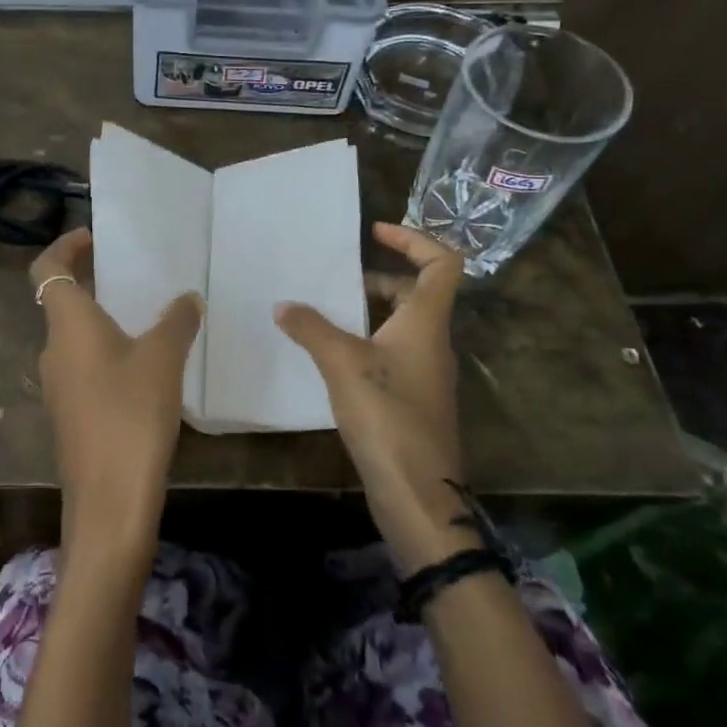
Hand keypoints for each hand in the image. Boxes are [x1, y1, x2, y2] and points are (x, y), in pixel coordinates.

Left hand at [30, 228, 203, 568]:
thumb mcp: (163, 359)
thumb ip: (176, 321)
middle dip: (93, 282)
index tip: (94, 237)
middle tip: (133, 274)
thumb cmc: (131, 414)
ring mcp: (59, 384)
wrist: (109, 500)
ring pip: (76, 337)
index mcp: (68, 325)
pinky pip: (85, 366)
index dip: (64, 246)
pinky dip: (107, 352)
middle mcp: (53, 349)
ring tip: (148, 316)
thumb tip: (187, 298)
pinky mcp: (71, 413)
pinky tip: (145, 365)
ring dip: (104, 320)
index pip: (47, 269)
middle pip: (62, 301)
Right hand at [275, 222, 470, 573]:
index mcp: (426, 323)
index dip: (414, 239)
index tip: (375, 232)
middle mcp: (433, 343)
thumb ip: (311, 328)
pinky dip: (366, 343)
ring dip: (369, 313)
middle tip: (337, 281)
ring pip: (402, 326)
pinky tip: (332, 359)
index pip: (442, 263)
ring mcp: (426, 374)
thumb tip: (284, 305)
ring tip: (325, 316)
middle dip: (379, 278)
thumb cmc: (387, 416)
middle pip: (418, 293)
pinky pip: (392, 354)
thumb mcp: (342, 363)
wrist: (418, 493)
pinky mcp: (413, 401)